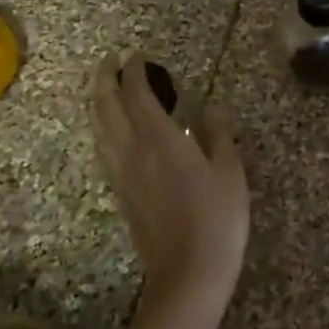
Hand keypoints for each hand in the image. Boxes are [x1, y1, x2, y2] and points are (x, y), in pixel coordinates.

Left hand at [91, 53, 249, 322]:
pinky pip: (104, 150)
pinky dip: (103, 129)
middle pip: (107, 107)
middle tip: (109, 61)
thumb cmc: (217, 218)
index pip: (138, 95)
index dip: (135, 72)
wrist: (188, 273)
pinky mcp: (121, 194)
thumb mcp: (230, 170)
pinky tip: (111, 131)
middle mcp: (133, 151)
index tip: (137, 55)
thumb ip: (218, 134)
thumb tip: (212, 109)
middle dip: (104, 80)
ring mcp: (122, 175)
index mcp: (160, 139)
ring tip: (104, 88)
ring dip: (98, 103)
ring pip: (99, 129)